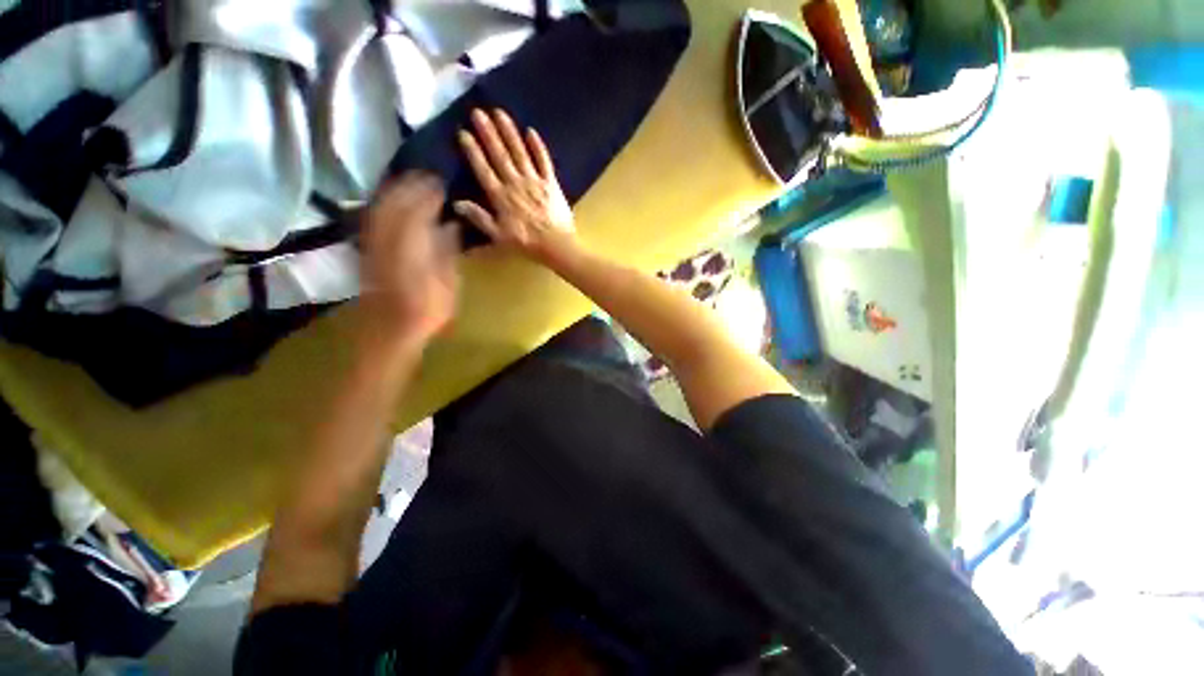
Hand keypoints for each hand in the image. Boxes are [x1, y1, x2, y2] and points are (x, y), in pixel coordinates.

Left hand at [360, 172, 459, 345]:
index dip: (428, 193)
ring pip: (381, 207)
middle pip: (395, 202)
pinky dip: (383, 205)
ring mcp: (373, 242)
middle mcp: (387, 239)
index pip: (418, 209)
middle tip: (426, 175)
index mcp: (411, 247)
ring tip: (410, 181)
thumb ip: (448, 251)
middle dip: (410, 185)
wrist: (391, 328)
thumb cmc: (427, 310)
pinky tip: (391, 202)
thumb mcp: (448, 283)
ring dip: (394, 191)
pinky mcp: (367, 249)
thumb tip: (451, 226)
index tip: (441, 182)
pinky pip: (373, 218)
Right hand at [455, 108, 575, 262]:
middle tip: (478, 112)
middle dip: (488, 133)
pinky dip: (538, 147)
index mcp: (501, 197)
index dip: (473, 151)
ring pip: (520, 152)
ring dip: (509, 132)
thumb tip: (457, 204)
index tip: (463, 132)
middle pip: (500, 155)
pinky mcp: (551, 183)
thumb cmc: (526, 243)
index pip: (483, 169)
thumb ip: (479, 218)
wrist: (556, 245)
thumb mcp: (499, 236)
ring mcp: (535, 181)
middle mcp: (515, 183)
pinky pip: (544, 161)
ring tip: (500, 113)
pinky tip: (531, 131)